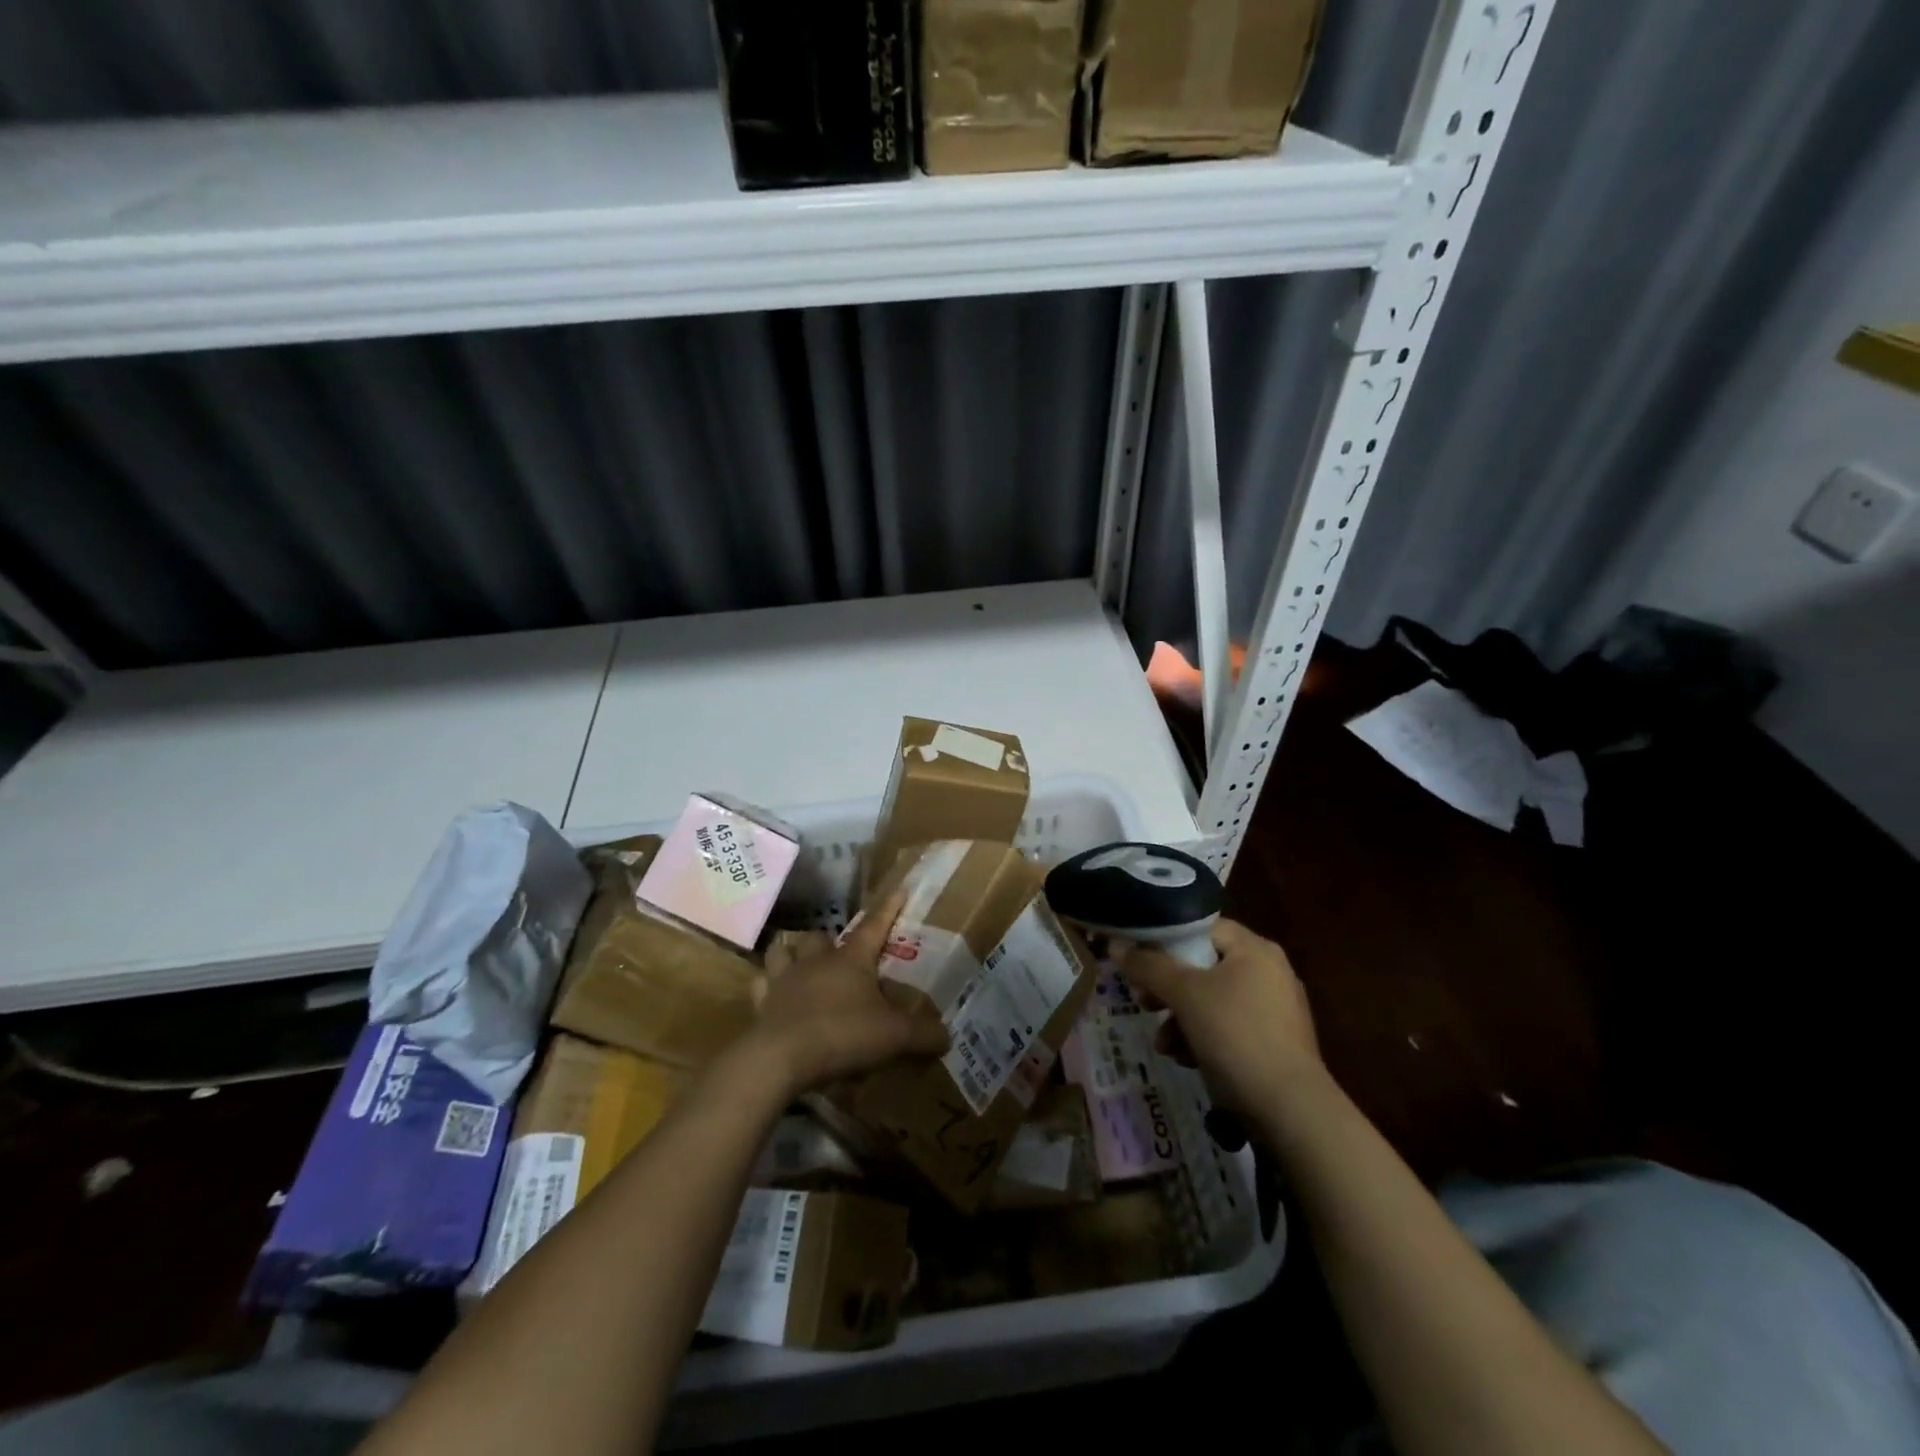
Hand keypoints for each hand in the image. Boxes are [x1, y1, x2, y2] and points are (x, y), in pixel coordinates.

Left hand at [746, 891, 948, 1096]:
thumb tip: (947, 1036)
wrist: (781, 1058)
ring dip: (791, 953)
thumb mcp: (894, 1036)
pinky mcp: (762, 1003)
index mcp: (851, 960)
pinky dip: (767, 986)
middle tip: (837, 951)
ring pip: (783, 951)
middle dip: (828, 939)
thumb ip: (923, 1034)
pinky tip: (772, 993)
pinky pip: (761, 985)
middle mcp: (816, 961)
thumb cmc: (843, 1034)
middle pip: (820, 936)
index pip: (874, 926)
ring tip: (799, 962)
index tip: (899, 889)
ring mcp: (784, 979)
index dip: (888, 909)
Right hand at [1120, 919, 1323, 1118]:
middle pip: (1203, 966)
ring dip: (1180, 1018)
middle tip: (1142, 1001)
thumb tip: (1116, 944)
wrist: (1289, 1109)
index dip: (1165, 940)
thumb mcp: (1184, 994)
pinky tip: (1185, 1059)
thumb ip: (1148, 966)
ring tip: (1163, 1043)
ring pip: (1212, 1000)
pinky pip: (1228, 1028)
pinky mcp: (1274, 1043)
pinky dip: (1203, 1038)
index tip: (1138, 961)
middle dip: (1167, 987)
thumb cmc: (1235, 1034)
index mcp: (1254, 949)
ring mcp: (1275, 1009)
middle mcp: (1268, 971)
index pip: (1201, 928)